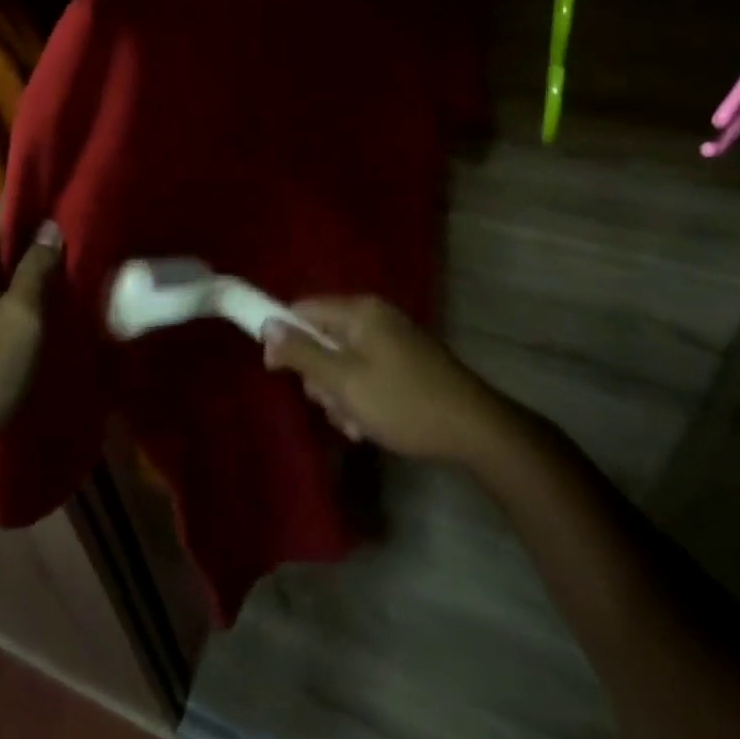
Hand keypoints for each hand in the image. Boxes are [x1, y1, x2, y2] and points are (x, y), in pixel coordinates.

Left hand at [0, 205, 60, 469]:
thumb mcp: (22, 322)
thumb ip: (38, 267)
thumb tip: (51, 228)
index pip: (8, 206)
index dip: (46, 211)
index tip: (82, 223)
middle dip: (36, 243)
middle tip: (79, 259)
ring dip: (22, 268)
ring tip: (60, 283)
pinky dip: (3, 287)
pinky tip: (28, 309)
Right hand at [263, 296, 503, 461]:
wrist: (473, 429)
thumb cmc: (402, 402)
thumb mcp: (344, 381)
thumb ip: (302, 353)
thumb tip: (266, 325)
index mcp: (359, 311)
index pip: (303, 309)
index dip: (284, 338)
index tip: (277, 372)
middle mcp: (374, 317)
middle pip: (322, 339)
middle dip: (319, 378)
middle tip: (332, 405)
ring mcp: (392, 339)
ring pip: (342, 362)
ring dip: (340, 396)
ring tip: (356, 424)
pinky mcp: (404, 362)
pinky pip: (365, 372)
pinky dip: (361, 397)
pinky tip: (370, 426)